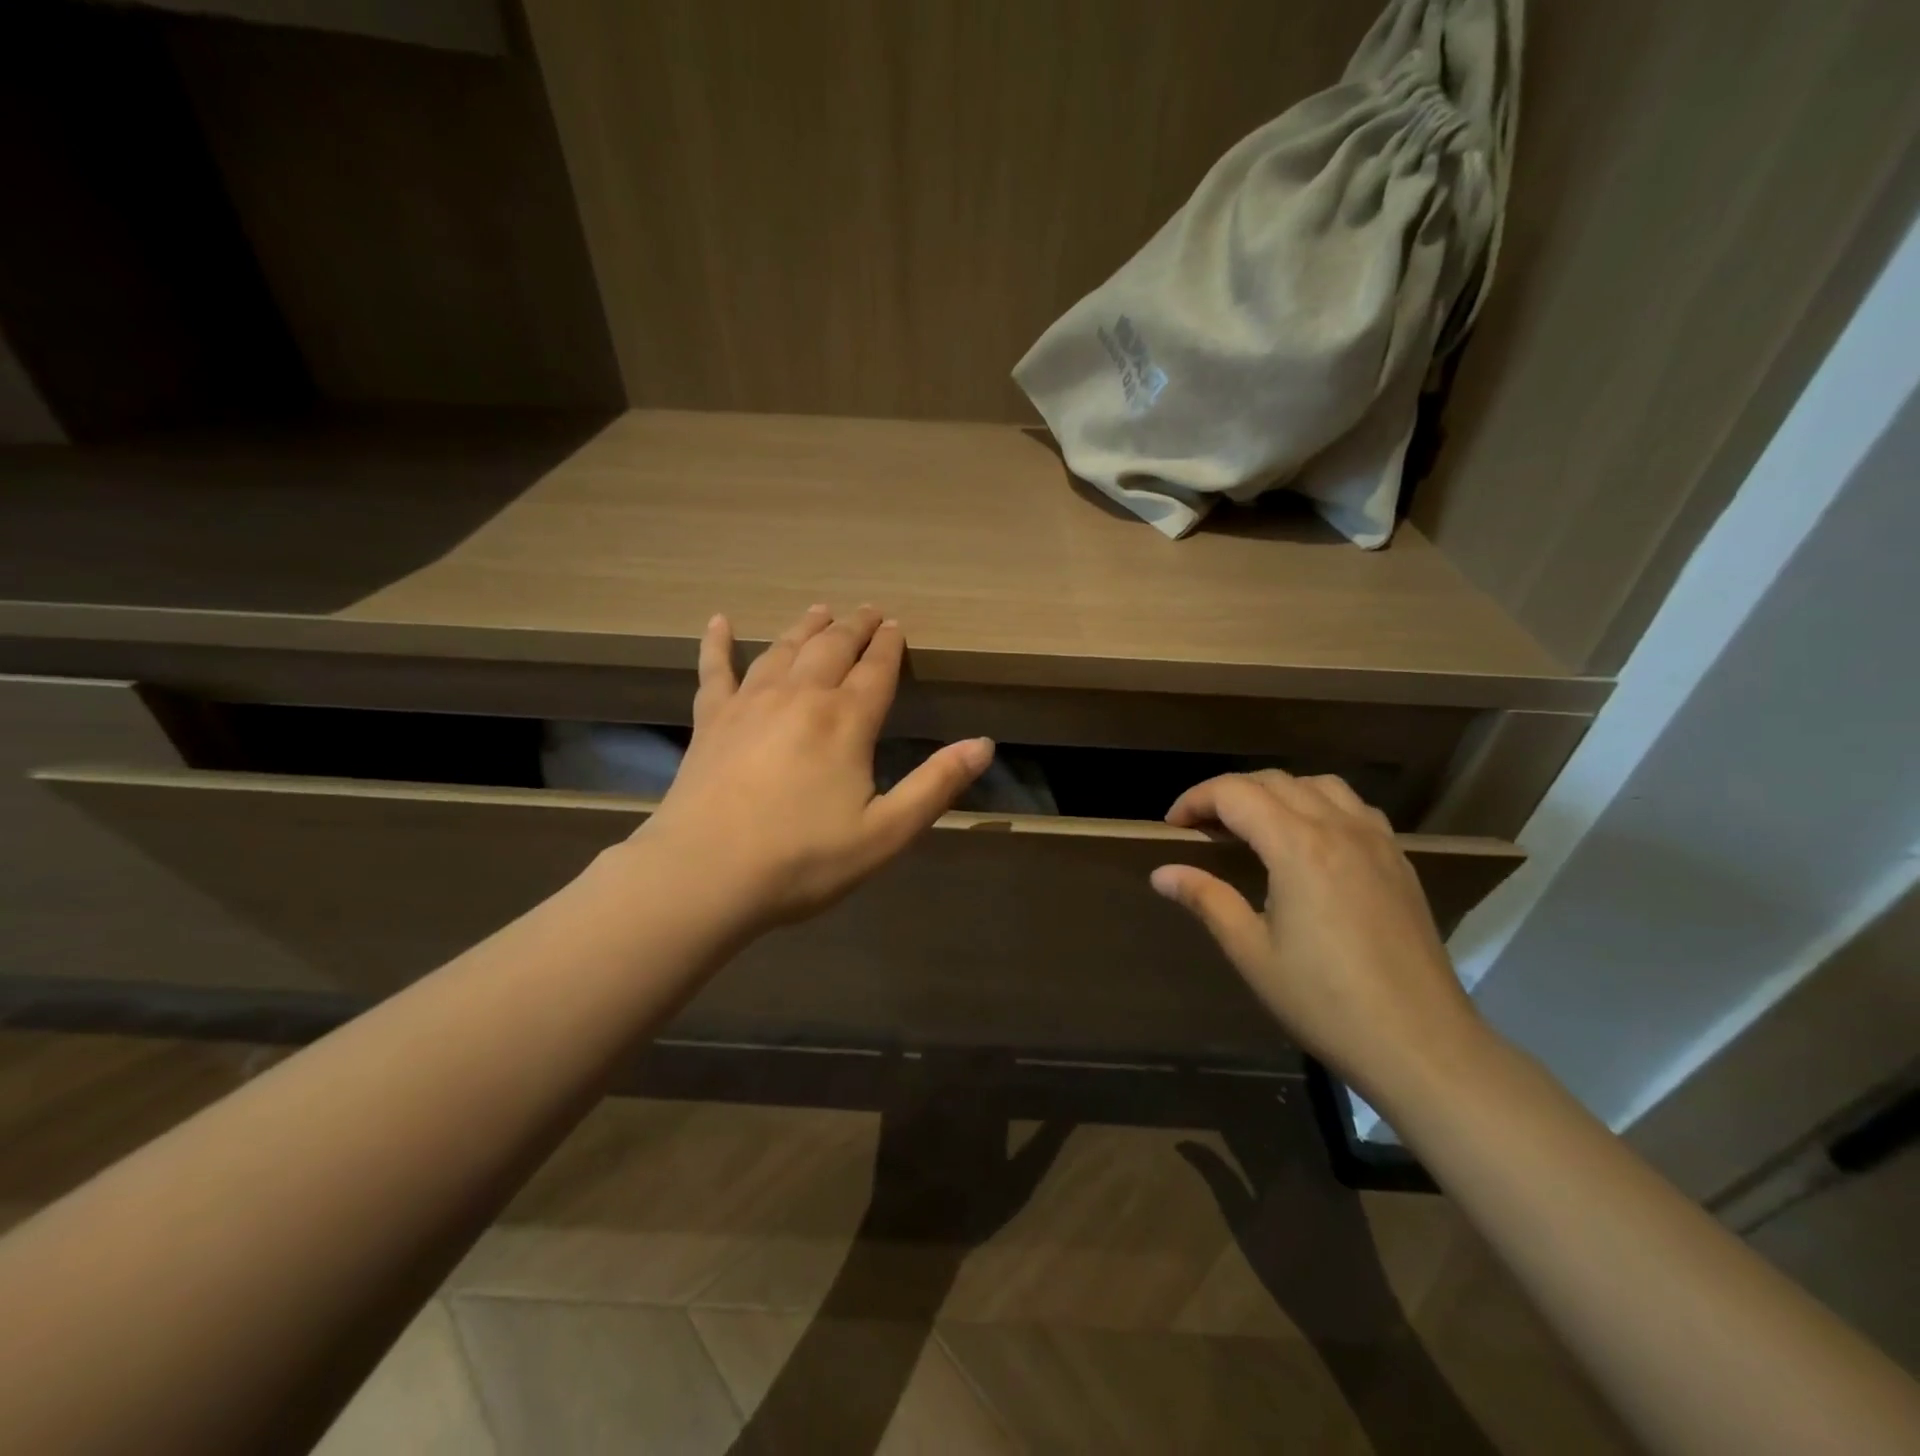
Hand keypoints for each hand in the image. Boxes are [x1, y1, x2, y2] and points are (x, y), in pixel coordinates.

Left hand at [639, 605, 992, 930]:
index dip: (889, 646)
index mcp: (845, 721)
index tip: (896, 626)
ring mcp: (749, 703)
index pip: (875, 669)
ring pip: (784, 650)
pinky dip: (717, 643)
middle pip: (832, 647)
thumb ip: (936, 785)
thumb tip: (984, 744)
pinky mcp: (710, 720)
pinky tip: (719, 621)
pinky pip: (715, 670)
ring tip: (819, 611)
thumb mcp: (886, 832)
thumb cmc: (803, 859)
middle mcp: (800, 697)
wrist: (705, 875)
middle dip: (854, 626)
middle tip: (867, 611)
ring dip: (806, 627)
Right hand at [1149, 771, 1486, 1097]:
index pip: (1234, 793)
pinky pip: (1354, 807)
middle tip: (1203, 828)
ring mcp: (1376, 841)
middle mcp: (1338, 828)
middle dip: (1229, 793)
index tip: (1173, 826)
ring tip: (1254, 826)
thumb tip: (1161, 873)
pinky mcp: (1399, 861)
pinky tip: (1310, 841)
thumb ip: (1206, 899)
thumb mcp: (1252, 952)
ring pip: (1318, 785)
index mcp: (1297, 846)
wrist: (1421, 1044)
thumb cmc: (1324, 1001)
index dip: (1195, 800)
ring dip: (1276, 792)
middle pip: (1273, 781)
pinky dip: (1319, 805)